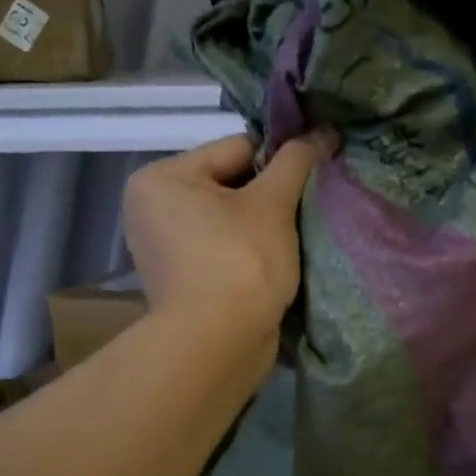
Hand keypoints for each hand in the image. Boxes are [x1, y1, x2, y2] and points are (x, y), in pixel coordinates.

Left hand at [123, 130, 337, 353]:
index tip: (313, 175)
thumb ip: (296, 161)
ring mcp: (163, 248)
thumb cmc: (241, 261)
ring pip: (228, 219)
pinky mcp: (180, 280)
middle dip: (269, 196)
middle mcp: (151, 208)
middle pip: (230, 184)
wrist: (218, 344)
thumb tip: (324, 131)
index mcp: (161, 178)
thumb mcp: (272, 204)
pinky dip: (247, 251)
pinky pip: (222, 249)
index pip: (236, 148)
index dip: (279, 160)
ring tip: (293, 237)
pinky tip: (274, 262)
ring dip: (261, 225)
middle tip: (305, 210)